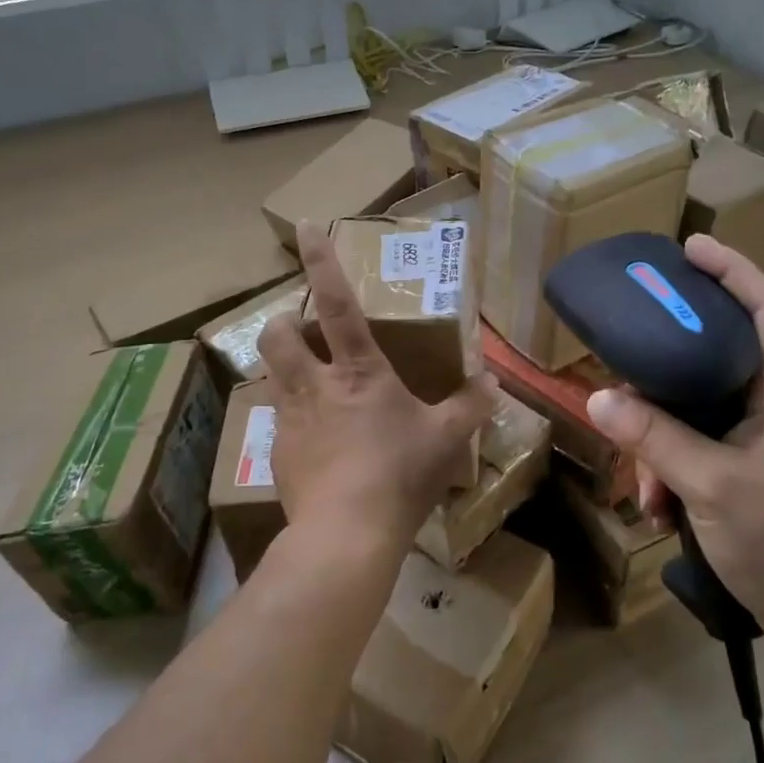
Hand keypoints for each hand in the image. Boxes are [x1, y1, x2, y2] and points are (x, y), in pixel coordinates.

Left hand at [256, 221, 494, 548]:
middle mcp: (315, 385)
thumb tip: (492, 383)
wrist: (344, 536)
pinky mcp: (277, 452)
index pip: (337, 302)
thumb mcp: (446, 439)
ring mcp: (289, 418)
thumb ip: (471, 406)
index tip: (305, 226)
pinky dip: (294, 416)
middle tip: (306, 330)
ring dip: (287, 367)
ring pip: (271, 373)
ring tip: (314, 384)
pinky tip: (318, 443)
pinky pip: (279, 419)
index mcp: (358, 371)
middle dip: (286, 321)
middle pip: (278, 334)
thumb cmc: (399, 475)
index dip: (320, 261)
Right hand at [584, 234, 763, 654]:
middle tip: (626, 375)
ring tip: (645, 488)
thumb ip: (654, 438)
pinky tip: (658, 507)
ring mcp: (758, 440)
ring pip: (694, 412)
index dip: (735, 271)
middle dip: (664, 376)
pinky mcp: (745, 469)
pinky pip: (694, 447)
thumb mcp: (710, 485)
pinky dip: (670, 469)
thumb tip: (595, 397)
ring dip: (659, 442)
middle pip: (713, 358)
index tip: (690, 248)